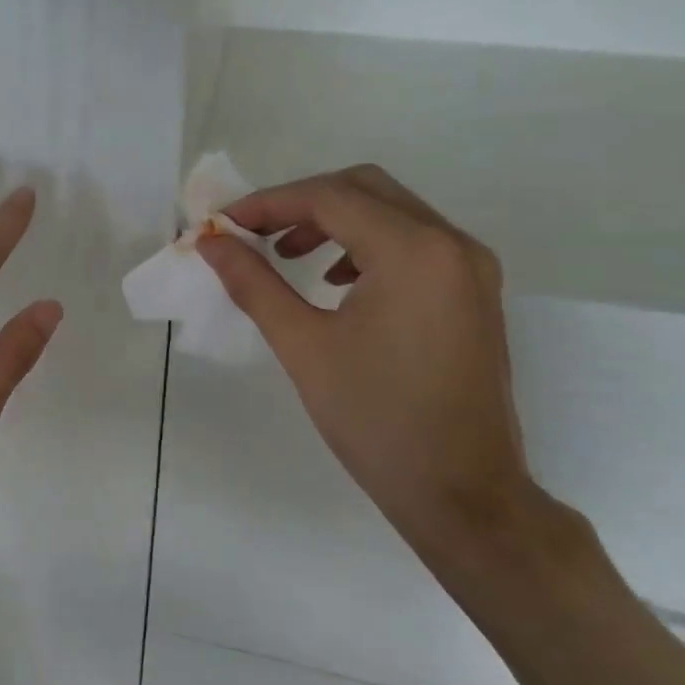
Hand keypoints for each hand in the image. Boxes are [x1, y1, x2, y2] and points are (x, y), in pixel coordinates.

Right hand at [197, 165, 535, 554]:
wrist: (463, 495)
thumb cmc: (376, 421)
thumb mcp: (303, 346)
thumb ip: (253, 283)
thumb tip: (210, 243)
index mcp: (414, 251)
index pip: (329, 197)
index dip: (268, 203)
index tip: (223, 225)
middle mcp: (451, 243)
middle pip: (363, 188)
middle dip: (300, 203)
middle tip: (254, 234)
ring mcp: (470, 267)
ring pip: (390, 211)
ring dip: (334, 220)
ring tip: (288, 254)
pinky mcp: (473, 291)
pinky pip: (413, 241)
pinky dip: (366, 243)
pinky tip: (336, 280)